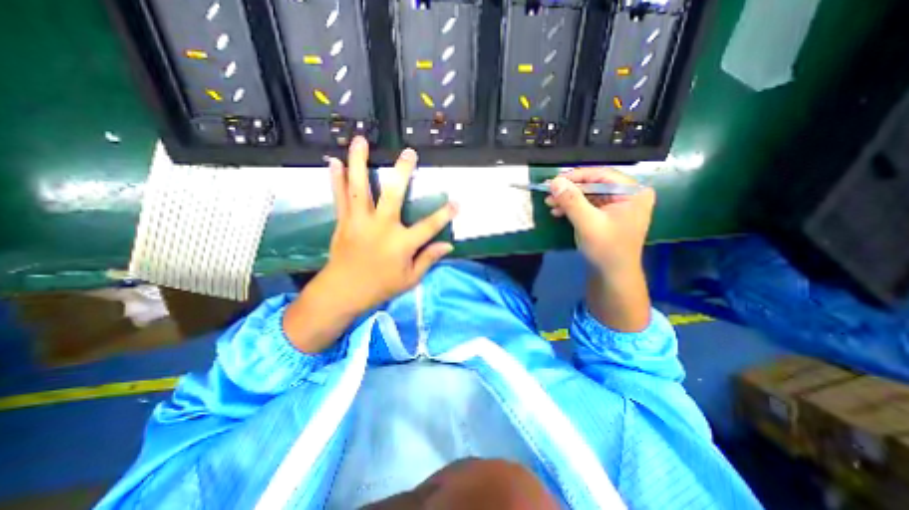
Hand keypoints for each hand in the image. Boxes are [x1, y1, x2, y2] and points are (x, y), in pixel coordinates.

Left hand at [323, 138, 457, 314]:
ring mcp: (360, 221)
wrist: (343, 291)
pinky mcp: (344, 222)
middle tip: (409, 153)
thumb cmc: (380, 287)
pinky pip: (340, 197)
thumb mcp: (410, 279)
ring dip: (360, 162)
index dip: (445, 215)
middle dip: (403, 172)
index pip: (429, 226)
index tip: (456, 203)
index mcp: (401, 243)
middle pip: (394, 195)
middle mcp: (381, 227)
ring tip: (360, 140)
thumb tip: (448, 245)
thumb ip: (428, 259)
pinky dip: (337, 179)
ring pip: (361, 188)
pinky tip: (334, 161)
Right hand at [542, 167, 656, 278]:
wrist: (613, 275)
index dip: (576, 176)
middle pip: (594, 184)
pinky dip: (573, 207)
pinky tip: (558, 211)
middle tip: (549, 193)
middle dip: (570, 190)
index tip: (554, 180)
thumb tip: (555, 181)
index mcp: (633, 192)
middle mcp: (628, 194)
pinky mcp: (607, 214)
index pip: (602, 175)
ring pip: (588, 194)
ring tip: (549, 203)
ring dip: (568, 199)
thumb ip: (572, 201)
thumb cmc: (606, 249)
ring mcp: (618, 205)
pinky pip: (588, 204)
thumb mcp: (588, 223)